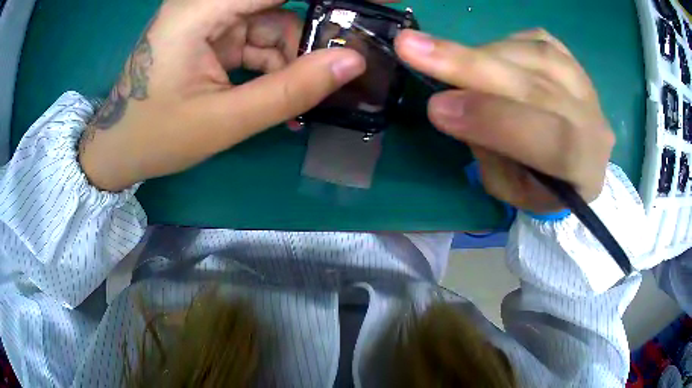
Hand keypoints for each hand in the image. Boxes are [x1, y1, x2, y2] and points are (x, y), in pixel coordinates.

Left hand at [79, 0, 365, 190]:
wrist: (119, 148)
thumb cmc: (158, 136)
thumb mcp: (225, 120)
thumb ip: (290, 90)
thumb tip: (352, 63)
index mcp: (199, 11)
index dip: (324, 1)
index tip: (360, 12)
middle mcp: (204, 4)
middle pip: (276, 7)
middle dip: (305, 40)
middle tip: (332, 74)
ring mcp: (207, 19)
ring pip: (271, 24)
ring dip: (289, 59)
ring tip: (296, 100)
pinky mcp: (209, 34)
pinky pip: (255, 38)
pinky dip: (271, 64)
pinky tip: (276, 92)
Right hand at [395, 29, 613, 212]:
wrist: (578, 163)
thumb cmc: (542, 187)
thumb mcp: (510, 189)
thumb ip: (489, 151)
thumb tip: (459, 101)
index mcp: (583, 168)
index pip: (547, 139)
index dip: (493, 119)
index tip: (437, 107)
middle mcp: (593, 122)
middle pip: (537, 87)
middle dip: (471, 66)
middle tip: (412, 47)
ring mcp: (586, 86)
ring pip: (535, 55)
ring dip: (483, 54)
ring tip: (450, 60)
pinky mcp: (575, 62)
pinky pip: (538, 40)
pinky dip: (503, 43)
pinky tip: (488, 56)